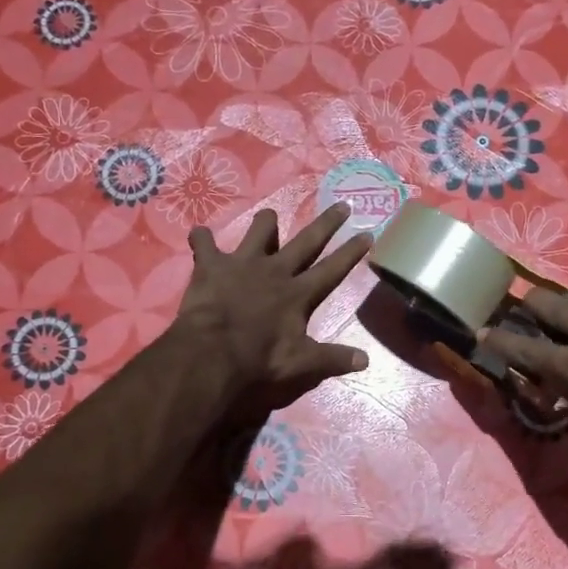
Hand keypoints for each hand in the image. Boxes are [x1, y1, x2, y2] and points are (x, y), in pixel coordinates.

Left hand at [172, 203, 371, 409]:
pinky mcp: (212, 264)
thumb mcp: (301, 363)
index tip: (367, 233)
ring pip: (259, 230)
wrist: (212, 352)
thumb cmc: (259, 358)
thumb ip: (333, 358)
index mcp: (299, 293)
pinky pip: (204, 242)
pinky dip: (201, 239)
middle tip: (343, 204)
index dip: (351, 252)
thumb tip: (366, 360)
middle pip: (307, 240)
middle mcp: (276, 270)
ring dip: (264, 223)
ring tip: (268, 217)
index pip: (332, 269)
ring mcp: (243, 263)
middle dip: (327, 223)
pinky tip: (200, 236)